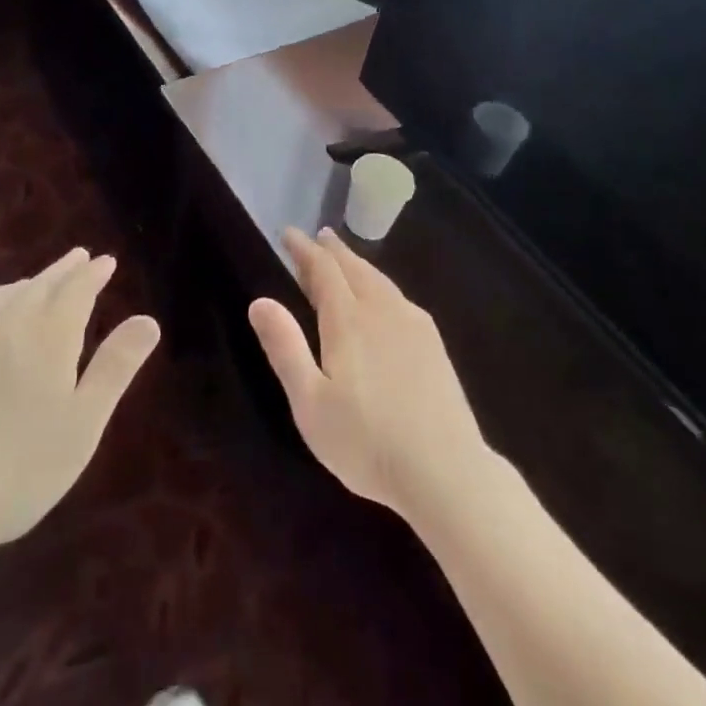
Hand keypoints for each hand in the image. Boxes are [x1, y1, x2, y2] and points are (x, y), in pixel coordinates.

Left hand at [0, 249, 159, 554]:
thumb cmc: (17, 467)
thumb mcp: (83, 423)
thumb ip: (116, 367)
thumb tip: (149, 319)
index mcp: (50, 332)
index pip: (78, 288)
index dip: (94, 273)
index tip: (106, 261)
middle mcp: (8, 320)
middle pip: (41, 284)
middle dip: (64, 270)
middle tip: (79, 257)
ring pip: (4, 295)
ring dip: (27, 283)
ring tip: (38, 281)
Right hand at [248, 228, 488, 518]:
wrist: (446, 471)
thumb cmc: (366, 441)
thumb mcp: (310, 403)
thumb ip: (285, 348)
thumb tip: (260, 301)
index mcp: (348, 319)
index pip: (322, 269)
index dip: (304, 249)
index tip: (288, 234)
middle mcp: (381, 310)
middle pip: (354, 268)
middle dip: (333, 250)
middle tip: (318, 237)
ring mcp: (413, 325)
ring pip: (380, 280)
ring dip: (358, 264)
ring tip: (346, 259)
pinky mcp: (434, 344)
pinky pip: (399, 297)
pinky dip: (380, 284)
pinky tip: (384, 298)